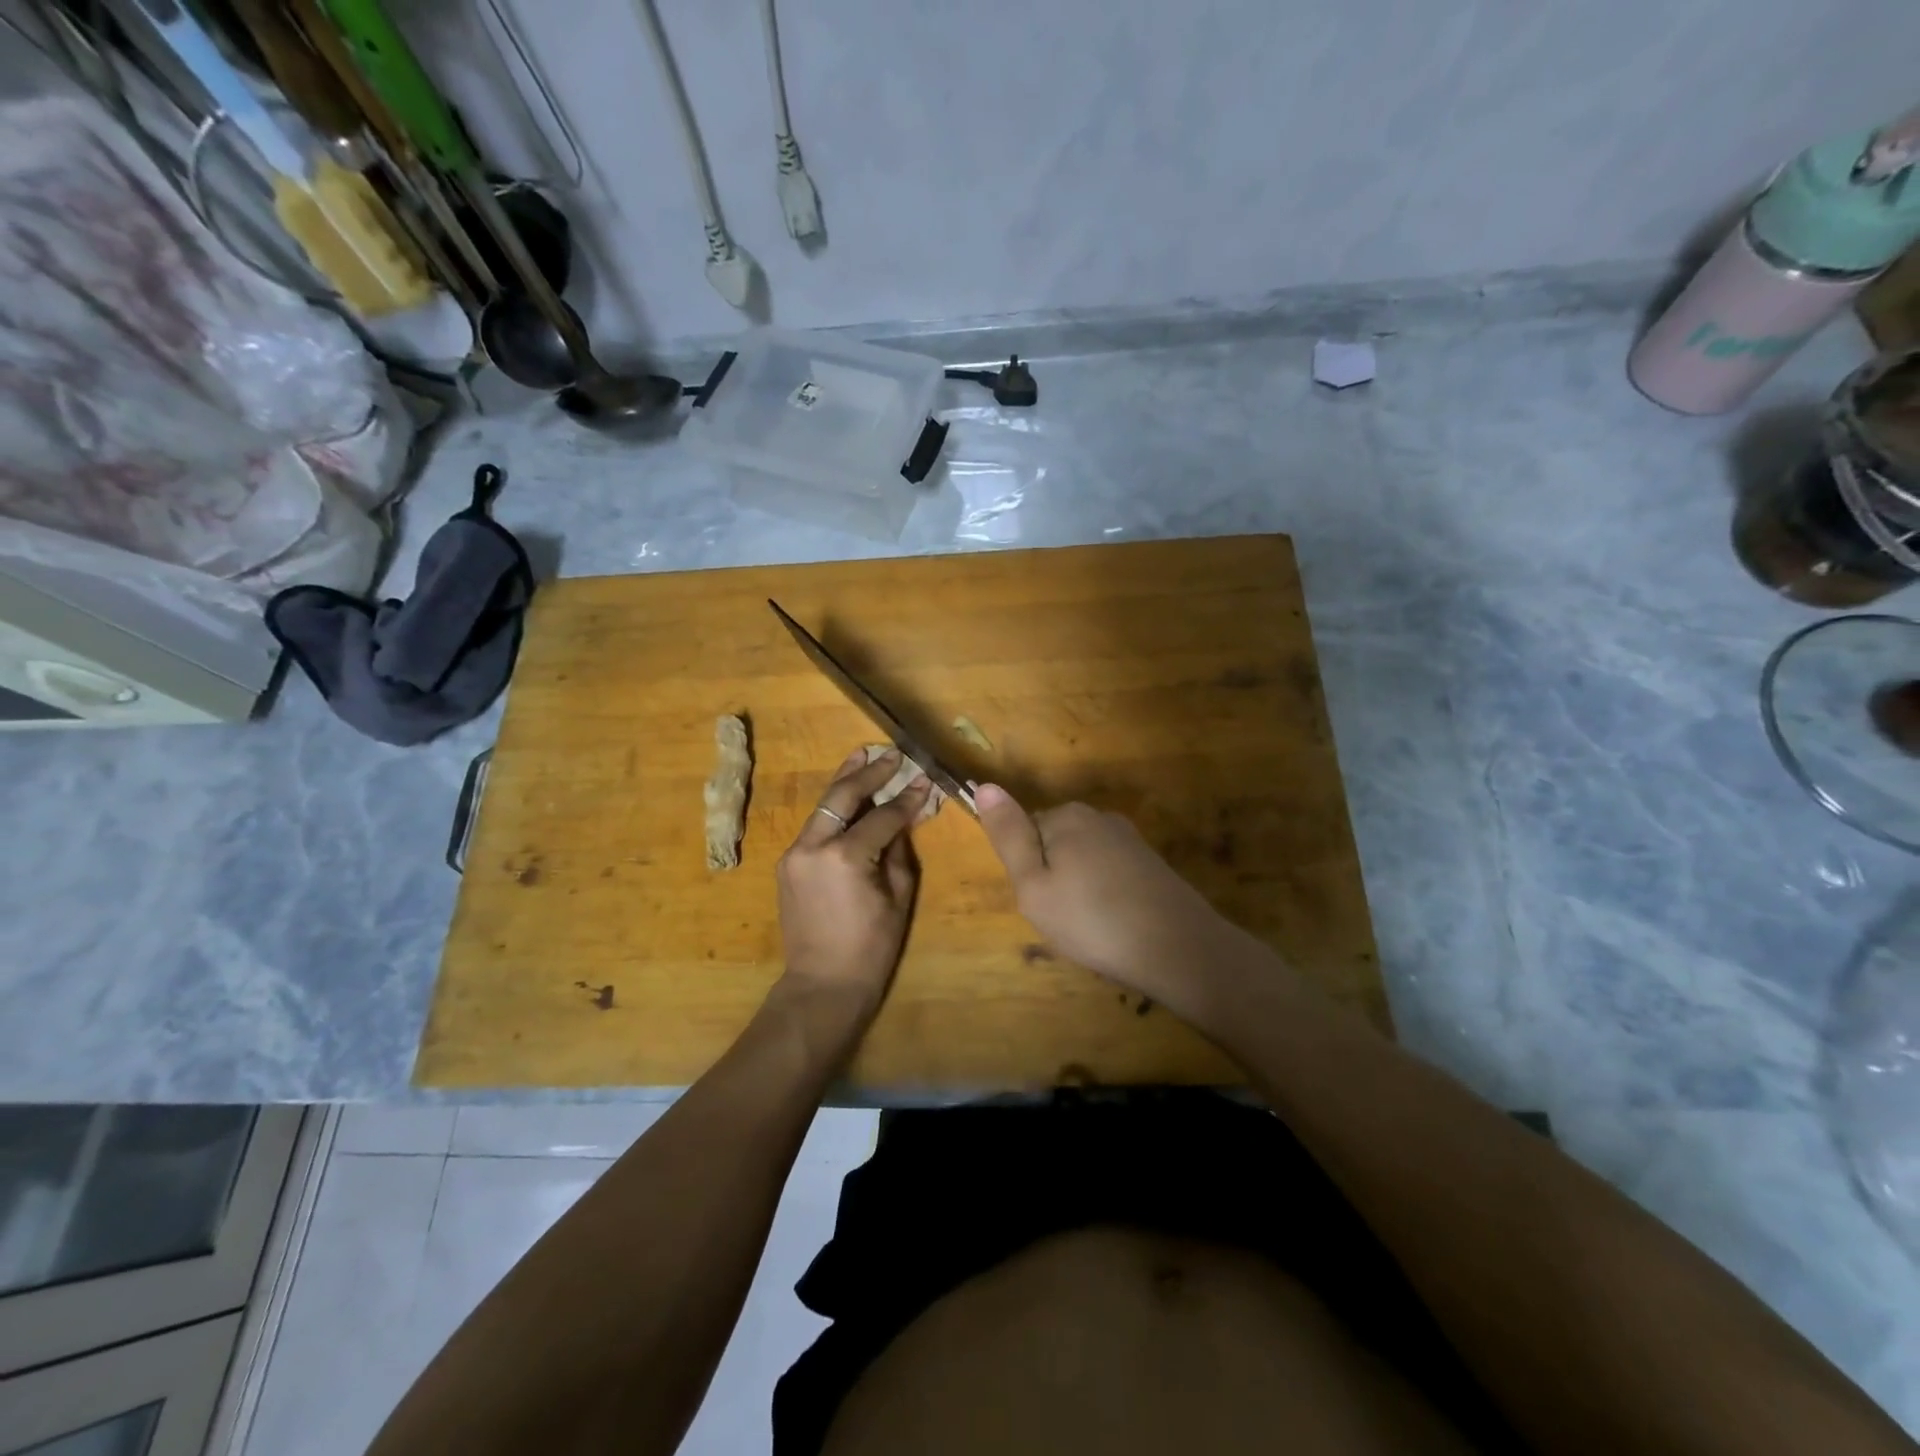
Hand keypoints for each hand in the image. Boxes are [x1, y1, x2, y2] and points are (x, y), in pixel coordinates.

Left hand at [775, 749, 931, 1021]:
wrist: (822, 985)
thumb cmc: (871, 947)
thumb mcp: (898, 896)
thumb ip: (899, 849)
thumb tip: (906, 815)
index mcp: (846, 856)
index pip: (883, 815)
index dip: (907, 797)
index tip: (925, 779)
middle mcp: (814, 845)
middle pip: (843, 796)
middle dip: (869, 772)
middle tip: (891, 753)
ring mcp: (795, 853)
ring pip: (823, 806)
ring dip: (845, 781)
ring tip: (863, 755)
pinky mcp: (788, 863)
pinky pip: (815, 826)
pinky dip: (834, 809)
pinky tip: (849, 797)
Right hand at [975, 784, 1245, 1013]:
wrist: (1178, 948)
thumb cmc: (1091, 920)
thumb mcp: (1033, 885)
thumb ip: (1008, 836)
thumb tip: (984, 785)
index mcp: (1066, 816)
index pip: (1024, 833)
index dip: (1027, 872)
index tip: (1041, 902)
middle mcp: (1098, 816)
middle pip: (1054, 844)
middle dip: (1053, 878)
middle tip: (1062, 918)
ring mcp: (1129, 838)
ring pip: (1082, 861)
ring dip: (1079, 889)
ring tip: (1090, 927)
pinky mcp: (1150, 862)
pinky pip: (1109, 873)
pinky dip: (1105, 896)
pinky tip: (1114, 924)